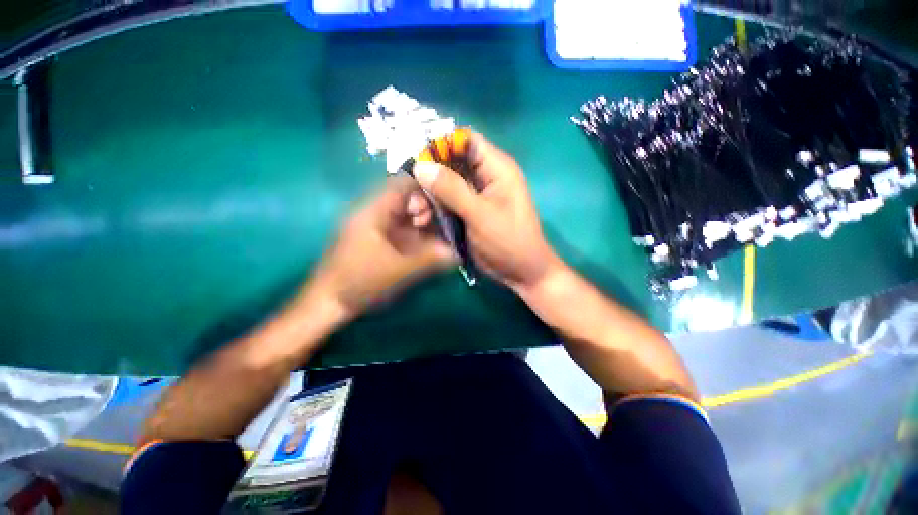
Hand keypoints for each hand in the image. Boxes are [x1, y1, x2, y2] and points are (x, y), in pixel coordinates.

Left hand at [305, 177, 455, 319]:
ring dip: (424, 222)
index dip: (425, 188)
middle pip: (406, 200)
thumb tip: (456, 252)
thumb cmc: (359, 283)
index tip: (447, 200)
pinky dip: (418, 234)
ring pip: (406, 216)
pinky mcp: (380, 241)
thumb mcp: (396, 271)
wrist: (329, 303)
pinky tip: (431, 243)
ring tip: (443, 232)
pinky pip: (403, 230)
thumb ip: (428, 260)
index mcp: (373, 213)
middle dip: (428, 208)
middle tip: (446, 222)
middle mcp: (375, 215)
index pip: (401, 186)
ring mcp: (377, 228)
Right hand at [412, 133, 558, 290]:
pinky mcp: (468, 211)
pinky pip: (447, 202)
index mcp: (497, 168)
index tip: (417, 159)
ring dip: (429, 195)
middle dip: (430, 175)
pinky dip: (434, 208)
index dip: (441, 144)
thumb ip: (452, 189)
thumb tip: (421, 165)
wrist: (520, 271)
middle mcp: (485, 176)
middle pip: (452, 162)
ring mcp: (476, 195)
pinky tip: (422, 220)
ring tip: (416, 212)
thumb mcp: (480, 214)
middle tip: (412, 192)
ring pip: (445, 184)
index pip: (466, 141)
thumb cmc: (508, 241)